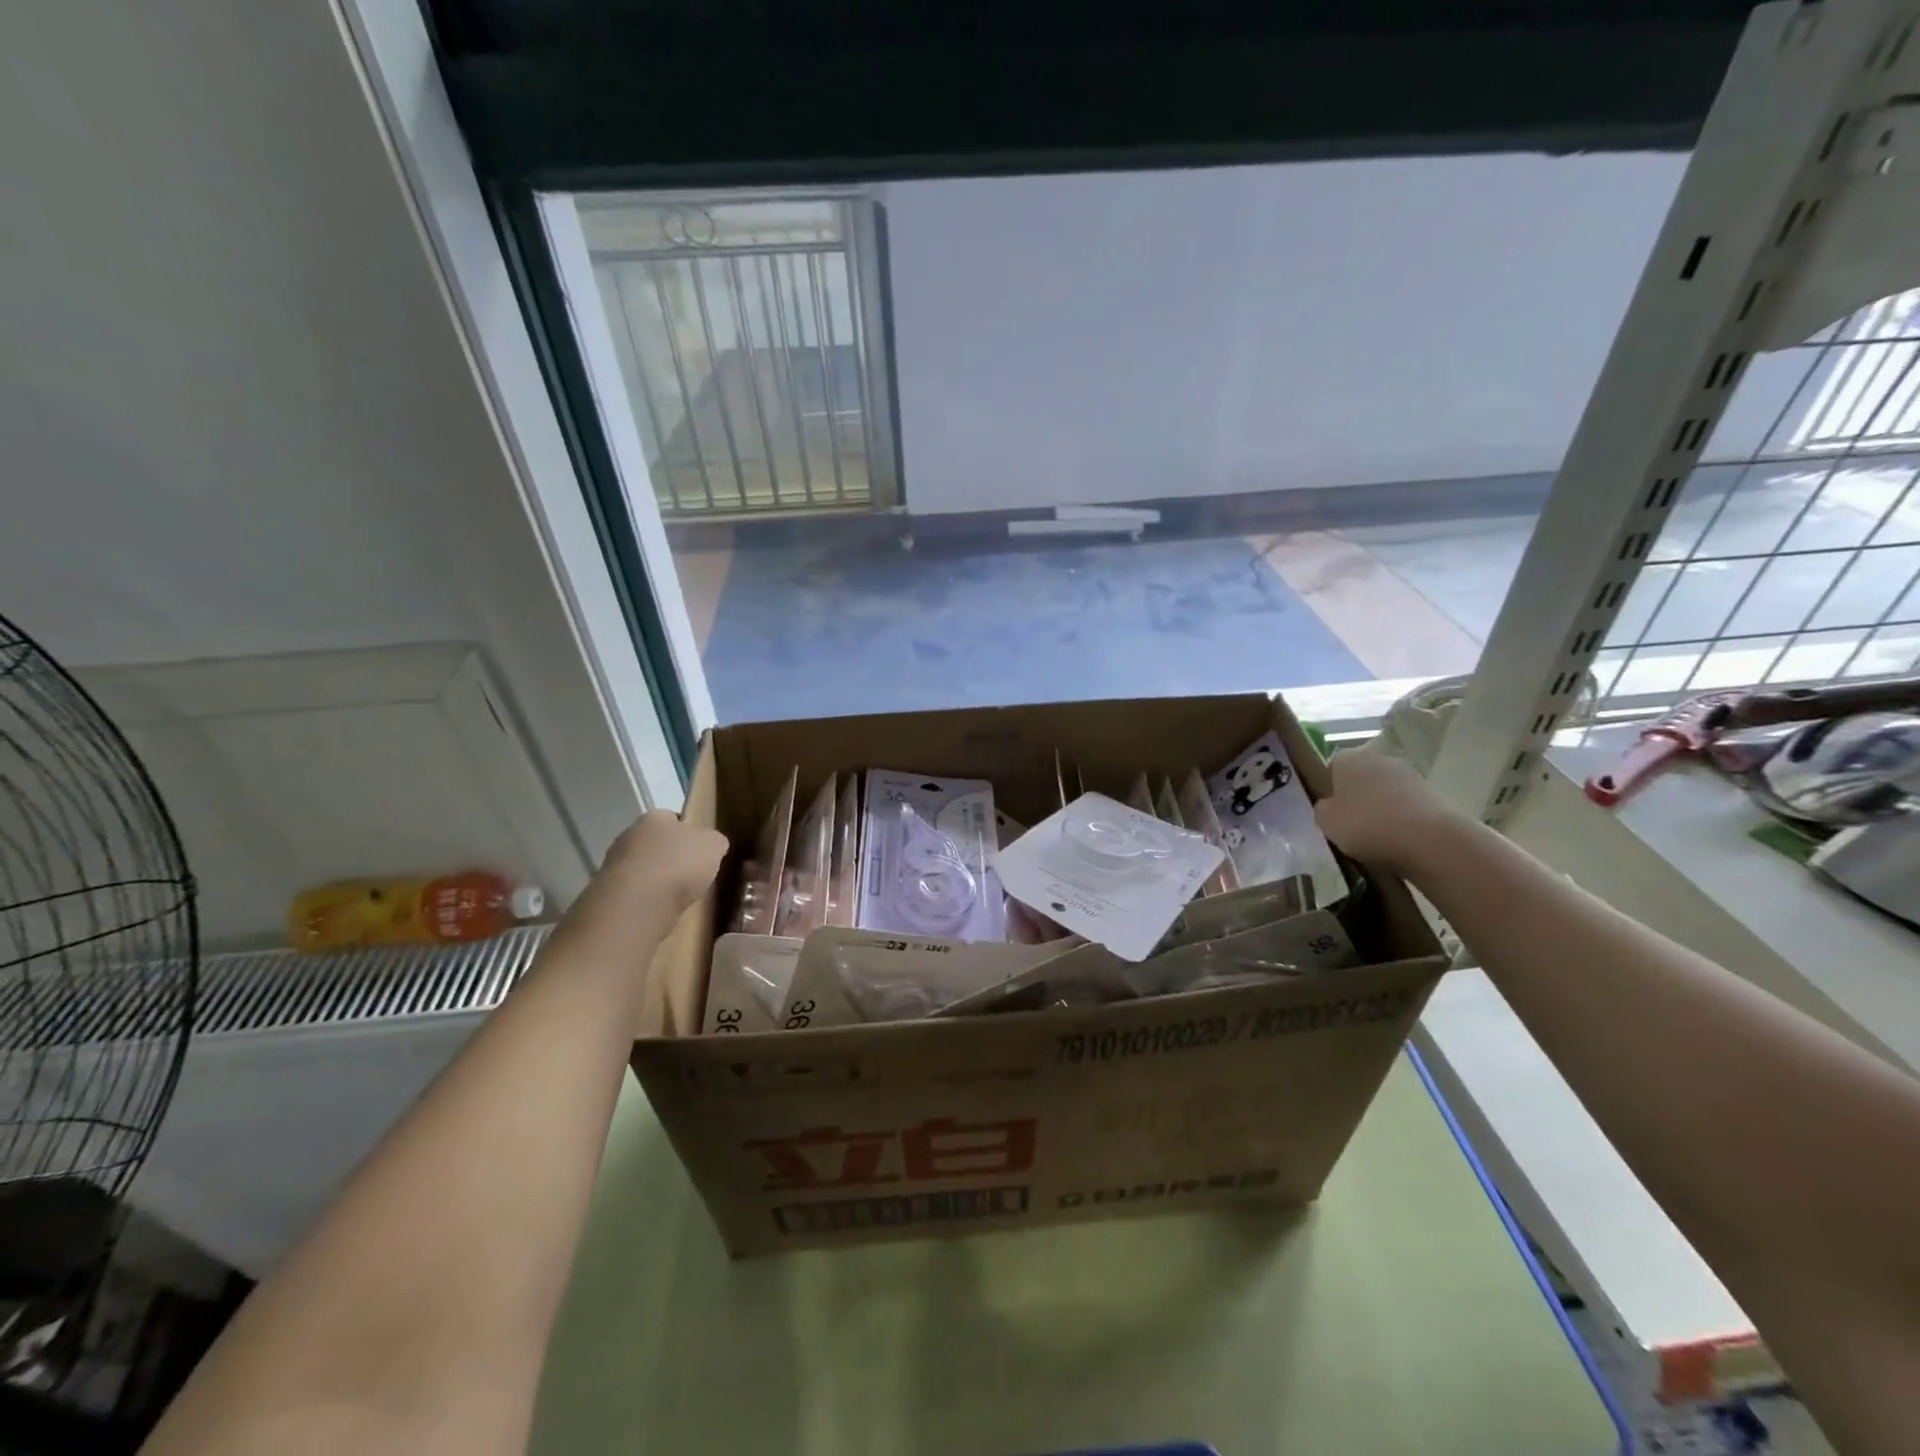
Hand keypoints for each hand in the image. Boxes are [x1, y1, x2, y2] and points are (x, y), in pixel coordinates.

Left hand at [602, 811, 727, 914]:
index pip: (673, 818)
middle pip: (656, 843)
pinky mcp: (608, 894)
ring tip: (678, 897)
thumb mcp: (714, 846)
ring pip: (644, 868)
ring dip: (658, 880)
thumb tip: (713, 844)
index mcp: (654, 817)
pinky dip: (648, 900)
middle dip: (672, 856)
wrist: (638, 904)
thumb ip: (714, 841)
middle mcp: (629, 835)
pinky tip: (661, 910)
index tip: (701, 850)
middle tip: (692, 874)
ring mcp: (613, 865)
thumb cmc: (679, 864)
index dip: (689, 833)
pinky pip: (635, 893)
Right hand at [1313, 752, 1458, 875]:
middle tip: (1352, 824)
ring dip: (1381, 808)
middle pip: (1361, 778)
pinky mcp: (1432, 793)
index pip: (1331, 768)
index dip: (1330, 790)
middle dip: (1357, 797)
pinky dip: (1402, 818)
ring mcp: (1409, 774)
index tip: (1331, 812)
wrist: (1428, 840)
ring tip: (1378, 836)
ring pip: (1385, 792)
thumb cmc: (1366, 825)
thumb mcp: (1326, 822)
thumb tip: (1330, 806)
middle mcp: (1378, 758)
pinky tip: (1400, 839)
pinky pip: (1406, 806)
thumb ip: (1323, 809)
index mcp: (1348, 759)